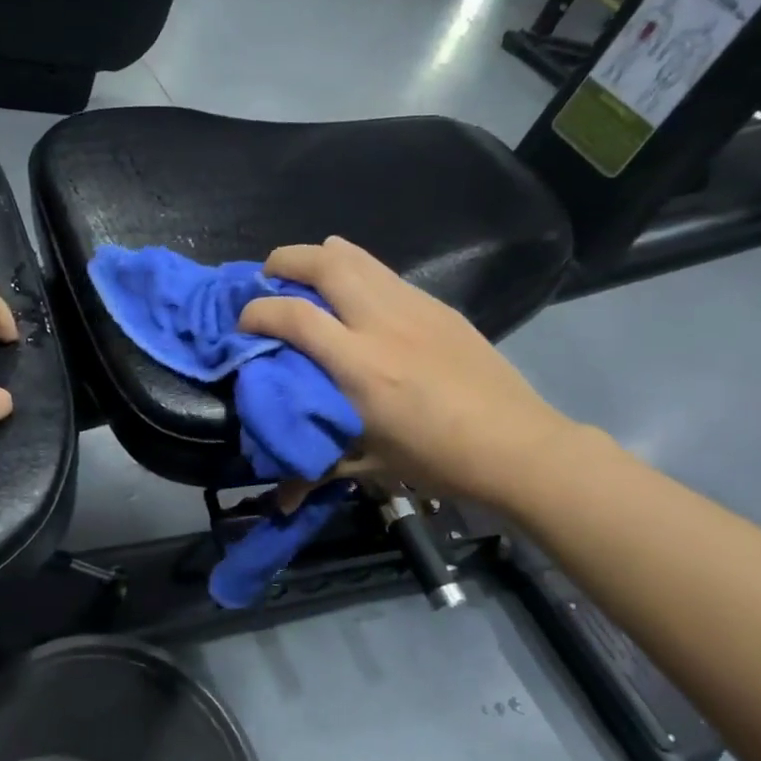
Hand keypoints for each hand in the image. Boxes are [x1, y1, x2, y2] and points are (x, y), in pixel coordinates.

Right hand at [238, 236, 577, 509]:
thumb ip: (317, 469)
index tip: (244, 324)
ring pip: (357, 256)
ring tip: (306, 274)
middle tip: (268, 277)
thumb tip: (279, 504)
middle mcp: (382, 323)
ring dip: (321, 256)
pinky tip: (356, 296)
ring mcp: (413, 307)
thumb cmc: (438, 460)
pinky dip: (357, 271)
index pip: (293, 317)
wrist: (516, 445)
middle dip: (285, 260)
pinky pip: (385, 273)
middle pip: (324, 263)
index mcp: (360, 366)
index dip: (257, 312)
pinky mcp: (437, 306)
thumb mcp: (371, 465)